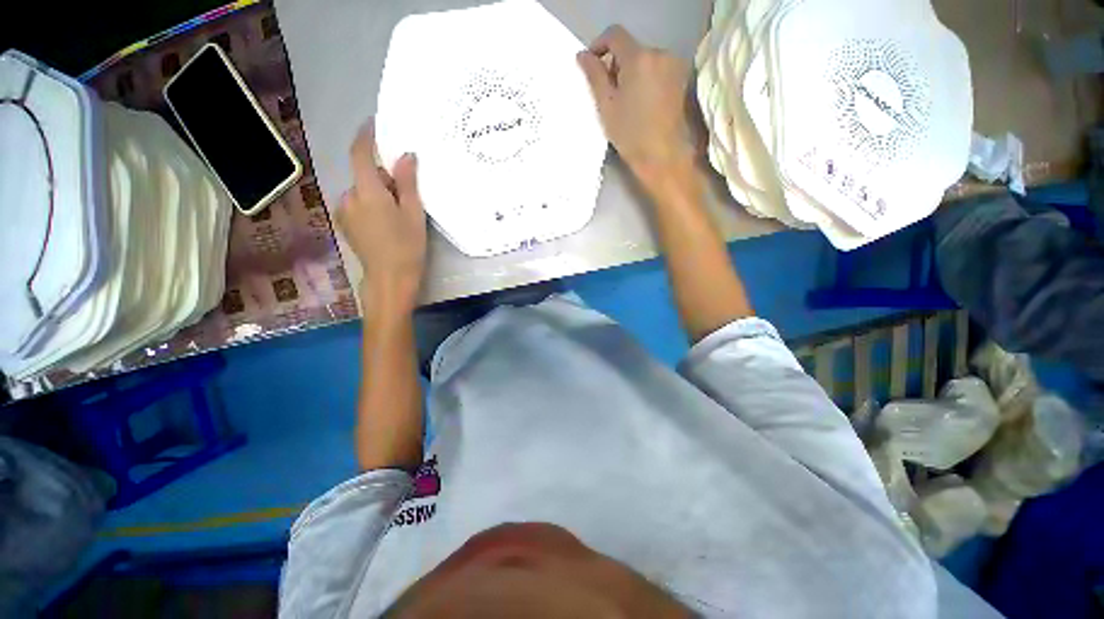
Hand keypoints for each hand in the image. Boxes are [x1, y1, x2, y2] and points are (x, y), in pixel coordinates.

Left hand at [336, 120, 426, 315]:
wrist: (390, 279)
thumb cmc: (407, 247)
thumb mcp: (414, 214)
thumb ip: (407, 183)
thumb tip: (405, 155)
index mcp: (367, 191)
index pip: (360, 153)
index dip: (366, 136)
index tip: (374, 124)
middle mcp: (349, 196)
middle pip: (364, 176)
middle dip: (383, 178)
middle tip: (406, 195)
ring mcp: (344, 212)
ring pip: (362, 192)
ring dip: (377, 194)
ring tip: (398, 215)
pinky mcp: (345, 225)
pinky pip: (358, 205)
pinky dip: (370, 206)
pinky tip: (385, 225)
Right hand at [577, 26, 694, 186]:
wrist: (662, 157)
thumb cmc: (630, 135)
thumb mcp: (606, 106)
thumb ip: (594, 76)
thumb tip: (583, 55)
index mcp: (639, 58)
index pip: (615, 35)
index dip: (599, 45)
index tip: (591, 65)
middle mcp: (660, 53)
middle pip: (631, 48)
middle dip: (616, 64)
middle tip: (608, 92)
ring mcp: (673, 65)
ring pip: (644, 60)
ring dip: (631, 72)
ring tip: (625, 102)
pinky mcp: (680, 79)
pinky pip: (656, 69)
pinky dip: (645, 79)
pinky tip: (641, 103)